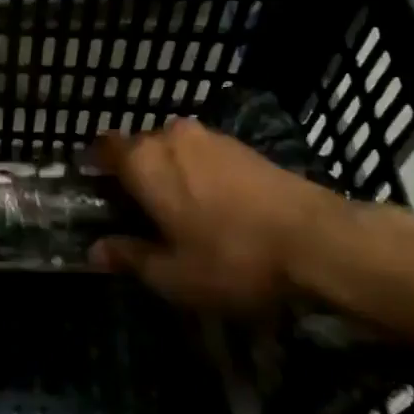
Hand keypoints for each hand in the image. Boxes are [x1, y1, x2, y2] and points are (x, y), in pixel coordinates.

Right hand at [89, 119, 346, 309]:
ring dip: (169, 173)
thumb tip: (96, 250)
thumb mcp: (173, 275)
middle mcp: (170, 137)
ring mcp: (209, 137)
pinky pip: (202, 154)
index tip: (96, 194)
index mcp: (144, 161)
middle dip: (133, 174)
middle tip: (138, 213)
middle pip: (138, 148)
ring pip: (172, 150)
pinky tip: (213, 206)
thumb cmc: (232, 259)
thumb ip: (129, 257)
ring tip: (179, 212)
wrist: (318, 241)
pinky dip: (198, 173)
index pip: (102, 148)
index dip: (94, 167)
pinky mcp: (241, 145)